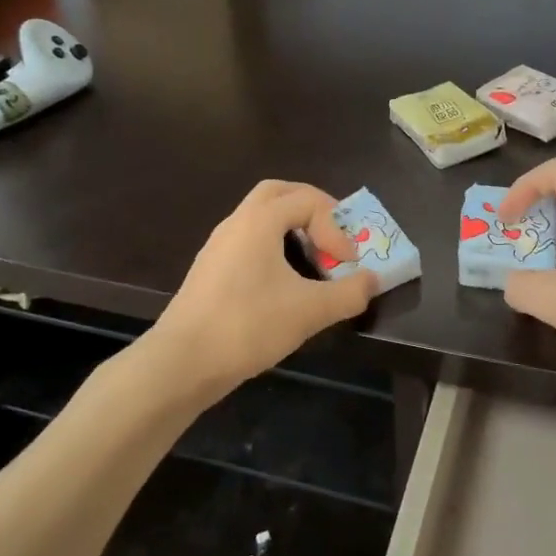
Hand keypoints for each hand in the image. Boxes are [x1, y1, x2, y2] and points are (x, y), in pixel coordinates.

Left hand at [152, 180, 378, 394]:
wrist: (182, 361)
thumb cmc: (248, 325)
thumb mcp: (309, 311)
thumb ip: (349, 294)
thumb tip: (372, 280)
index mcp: (259, 220)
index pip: (308, 200)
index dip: (335, 227)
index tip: (346, 262)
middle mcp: (236, 222)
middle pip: (278, 193)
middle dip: (311, 207)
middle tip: (332, 233)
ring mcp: (218, 245)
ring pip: (259, 216)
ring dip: (290, 227)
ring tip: (312, 257)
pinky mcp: (210, 269)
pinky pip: (247, 240)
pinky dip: (271, 246)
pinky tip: (281, 282)